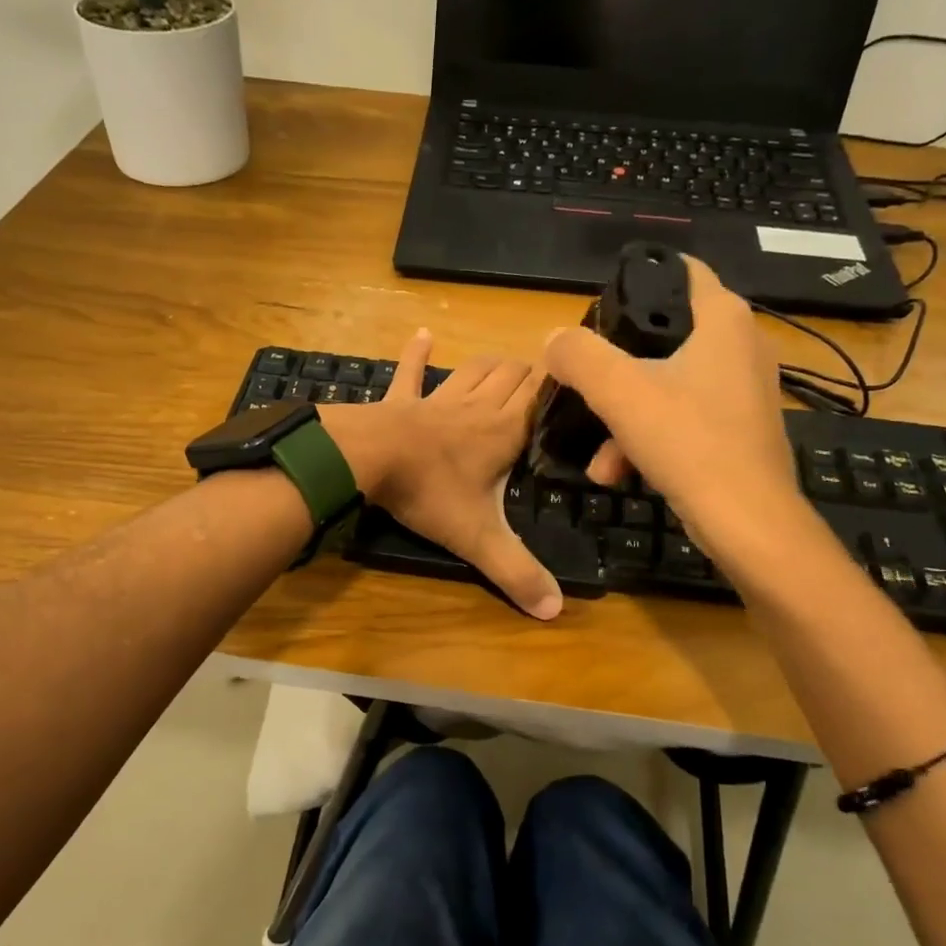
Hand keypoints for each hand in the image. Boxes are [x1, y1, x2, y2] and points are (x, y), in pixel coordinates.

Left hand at [320, 331, 562, 620]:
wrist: (366, 459)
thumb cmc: (428, 492)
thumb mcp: (477, 538)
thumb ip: (516, 572)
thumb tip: (556, 611)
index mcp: (502, 431)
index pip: (541, 397)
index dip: (560, 386)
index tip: (578, 381)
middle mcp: (476, 407)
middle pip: (512, 376)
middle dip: (530, 375)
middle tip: (543, 382)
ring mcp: (436, 399)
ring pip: (473, 369)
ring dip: (490, 365)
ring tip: (506, 364)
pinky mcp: (400, 400)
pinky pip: (410, 372)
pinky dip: (417, 355)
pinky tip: (422, 335)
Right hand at [543, 256, 815, 558]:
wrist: (747, 522)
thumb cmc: (688, 441)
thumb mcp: (620, 391)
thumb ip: (580, 356)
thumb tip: (554, 340)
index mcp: (723, 320)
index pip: (680, 271)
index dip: (637, 280)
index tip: (598, 308)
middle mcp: (740, 346)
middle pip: (664, 336)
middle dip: (617, 366)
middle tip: (586, 382)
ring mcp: (741, 392)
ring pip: (666, 386)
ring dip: (624, 417)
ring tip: (598, 457)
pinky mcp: (737, 430)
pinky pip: (681, 420)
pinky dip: (647, 440)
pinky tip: (617, 472)